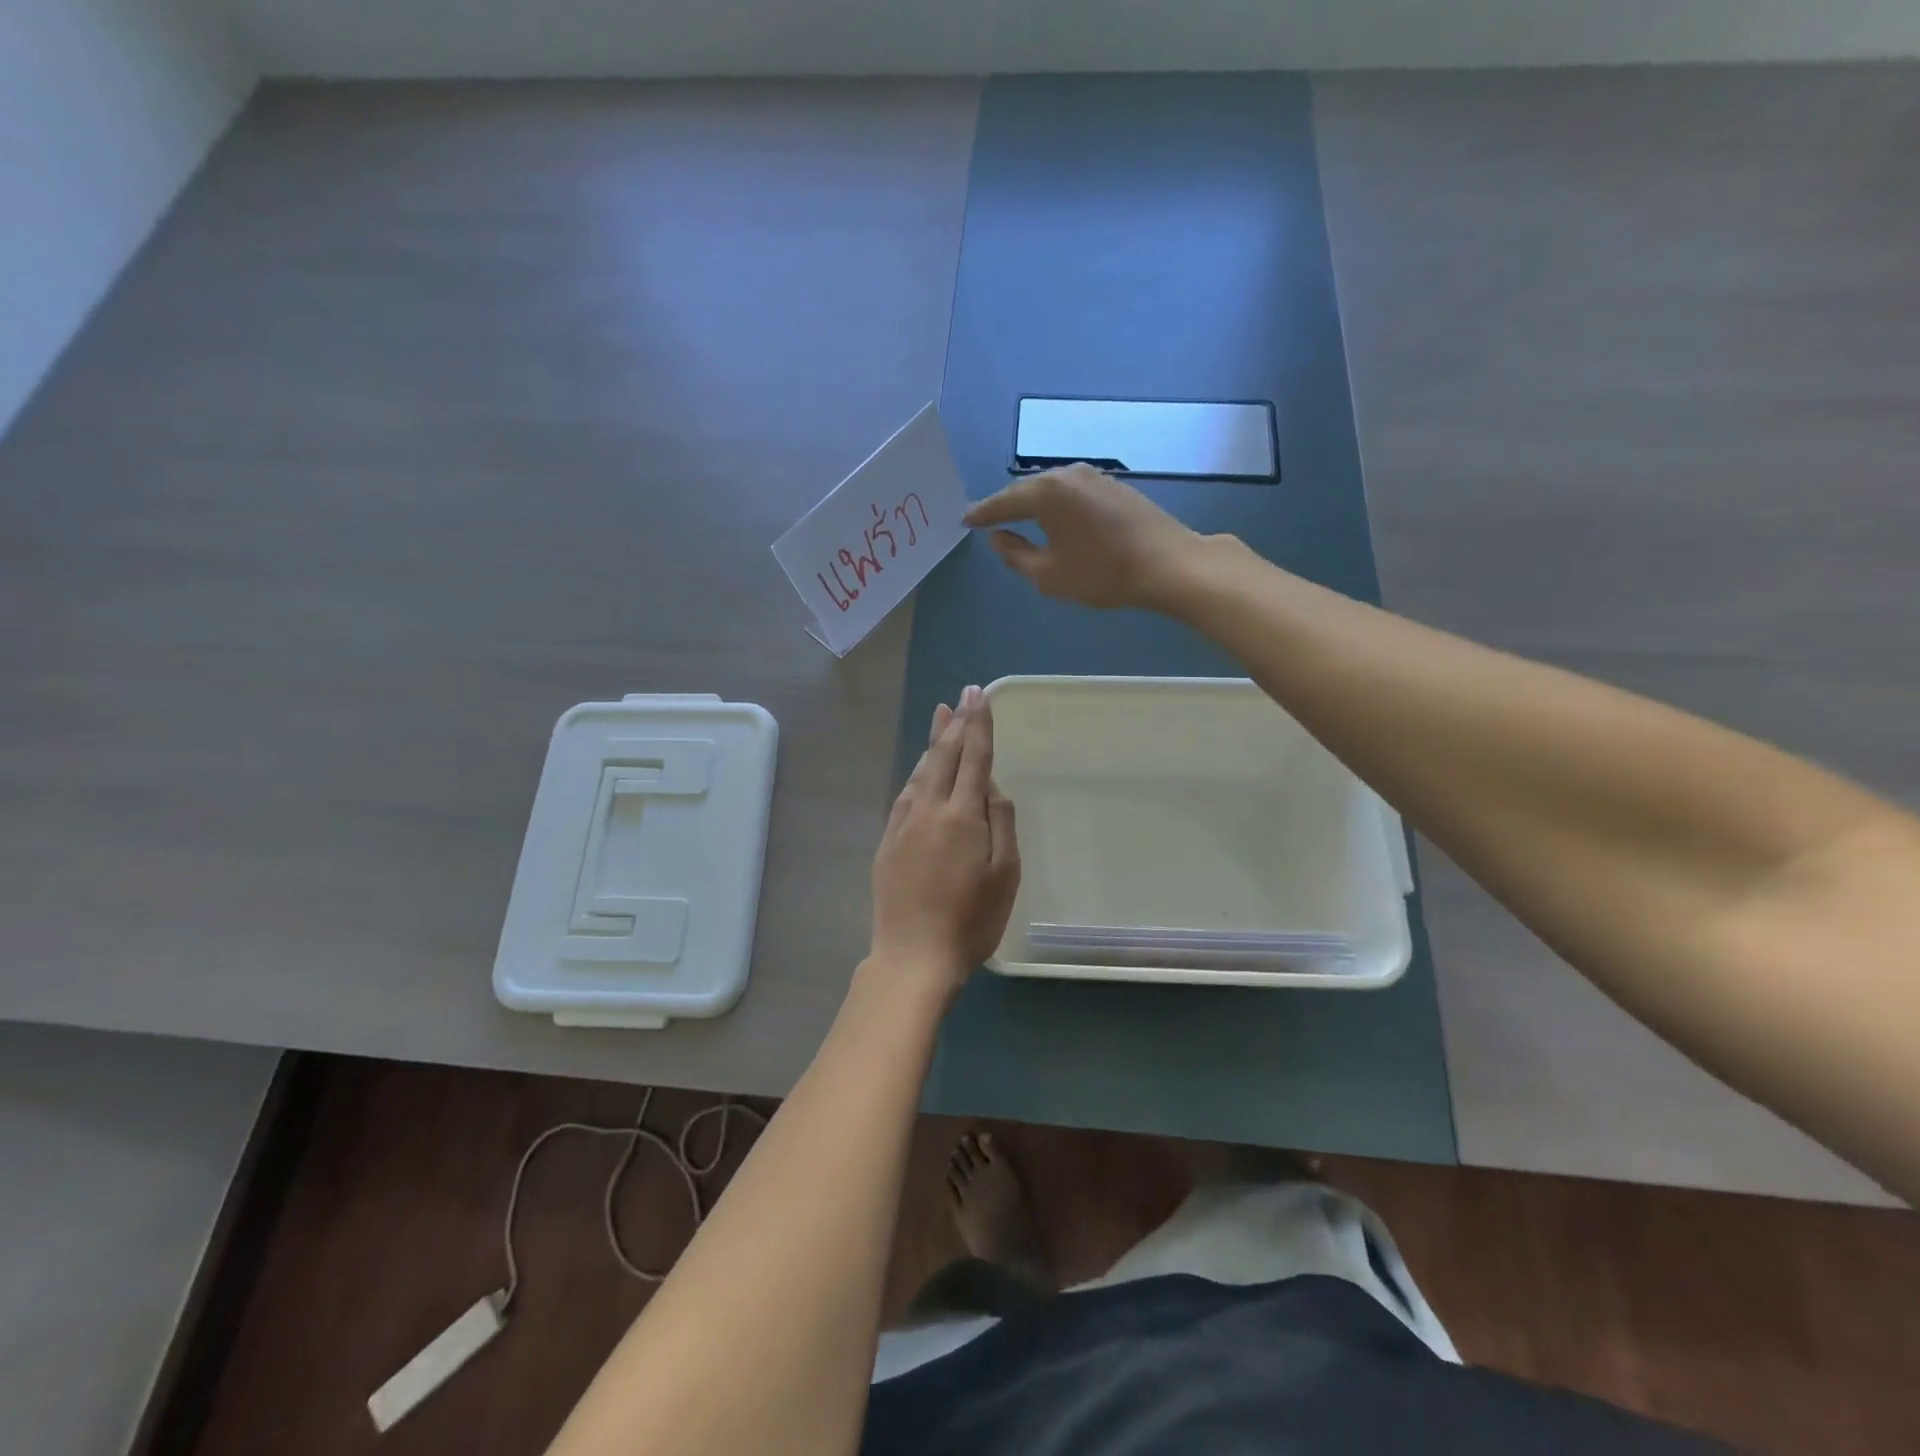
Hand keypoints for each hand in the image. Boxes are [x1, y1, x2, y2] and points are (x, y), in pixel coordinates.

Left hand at [870, 686, 1020, 986]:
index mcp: (963, 816)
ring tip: (940, 717)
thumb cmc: (970, 921)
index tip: (979, 696)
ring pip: (921, 773)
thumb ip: (1001, 825)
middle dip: (956, 724)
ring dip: (933, 743)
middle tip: (962, 697)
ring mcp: (903, 825)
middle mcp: (930, 810)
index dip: (978, 725)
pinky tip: (919, 769)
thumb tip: (993, 789)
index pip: (974, 759)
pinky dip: (915, 774)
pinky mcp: (888, 842)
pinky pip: (904, 795)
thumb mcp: (1005, 875)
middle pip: (944, 757)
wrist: (913, 955)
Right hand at [963, 463, 1205, 610]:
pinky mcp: (1114, 485)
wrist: (1168, 564)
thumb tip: (998, 538)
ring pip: (1052, 488)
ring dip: (1033, 503)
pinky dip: (1057, 504)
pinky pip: (1072, 491)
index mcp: (1046, 492)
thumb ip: (1015, 555)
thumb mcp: (1047, 575)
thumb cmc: (1101, 573)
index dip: (982, 513)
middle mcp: (1067, 474)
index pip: (1003, 502)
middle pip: (1027, 489)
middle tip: (987, 518)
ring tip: (1018, 518)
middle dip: (1007, 505)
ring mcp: (1094, 476)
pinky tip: (1056, 518)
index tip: (965, 519)